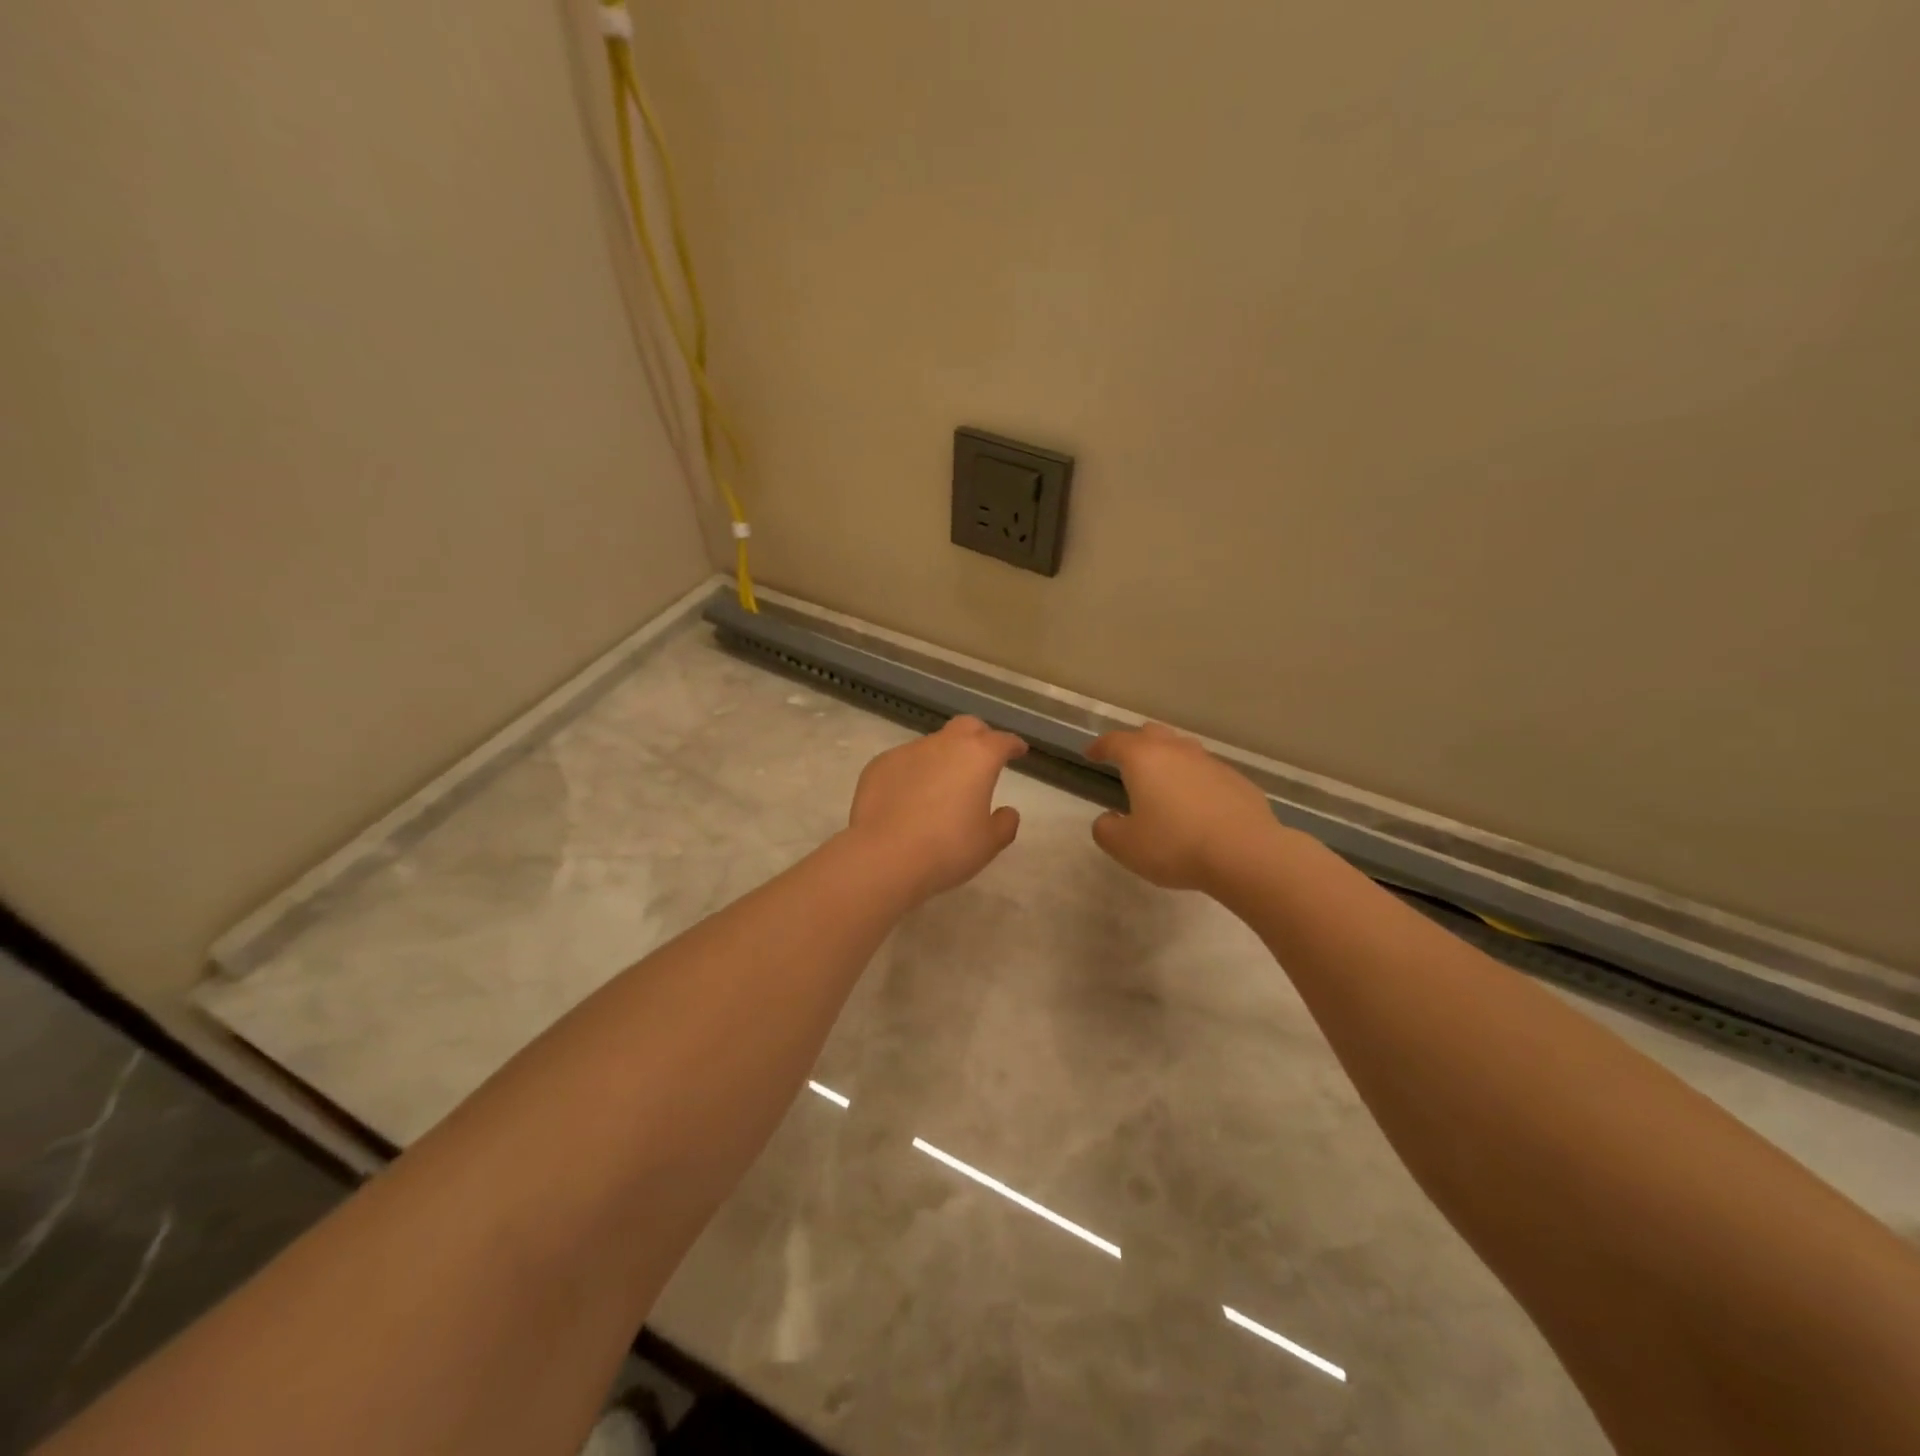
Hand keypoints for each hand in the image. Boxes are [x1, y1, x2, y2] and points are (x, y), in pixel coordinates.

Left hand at [846, 716, 1027, 903]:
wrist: (884, 856)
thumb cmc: (947, 849)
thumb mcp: (988, 843)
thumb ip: (1004, 824)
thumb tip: (1007, 812)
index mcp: (978, 757)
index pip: (1002, 741)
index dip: (1013, 745)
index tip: (1018, 750)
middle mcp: (943, 744)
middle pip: (966, 726)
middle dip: (979, 736)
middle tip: (982, 757)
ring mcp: (907, 751)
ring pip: (932, 745)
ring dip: (942, 759)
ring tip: (940, 788)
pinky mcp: (879, 765)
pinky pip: (903, 763)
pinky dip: (912, 773)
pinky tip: (907, 799)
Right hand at [1085, 723, 1278, 891]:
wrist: (1245, 853)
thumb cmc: (1175, 845)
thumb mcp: (1125, 846)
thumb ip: (1106, 829)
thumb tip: (1109, 818)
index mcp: (1144, 759)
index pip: (1114, 741)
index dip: (1099, 747)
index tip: (1091, 755)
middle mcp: (1177, 751)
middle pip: (1151, 734)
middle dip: (1135, 744)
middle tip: (1126, 762)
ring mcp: (1211, 763)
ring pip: (1183, 750)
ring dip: (1168, 760)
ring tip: (1162, 782)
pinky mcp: (1237, 781)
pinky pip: (1207, 773)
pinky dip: (1194, 781)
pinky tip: (1196, 805)